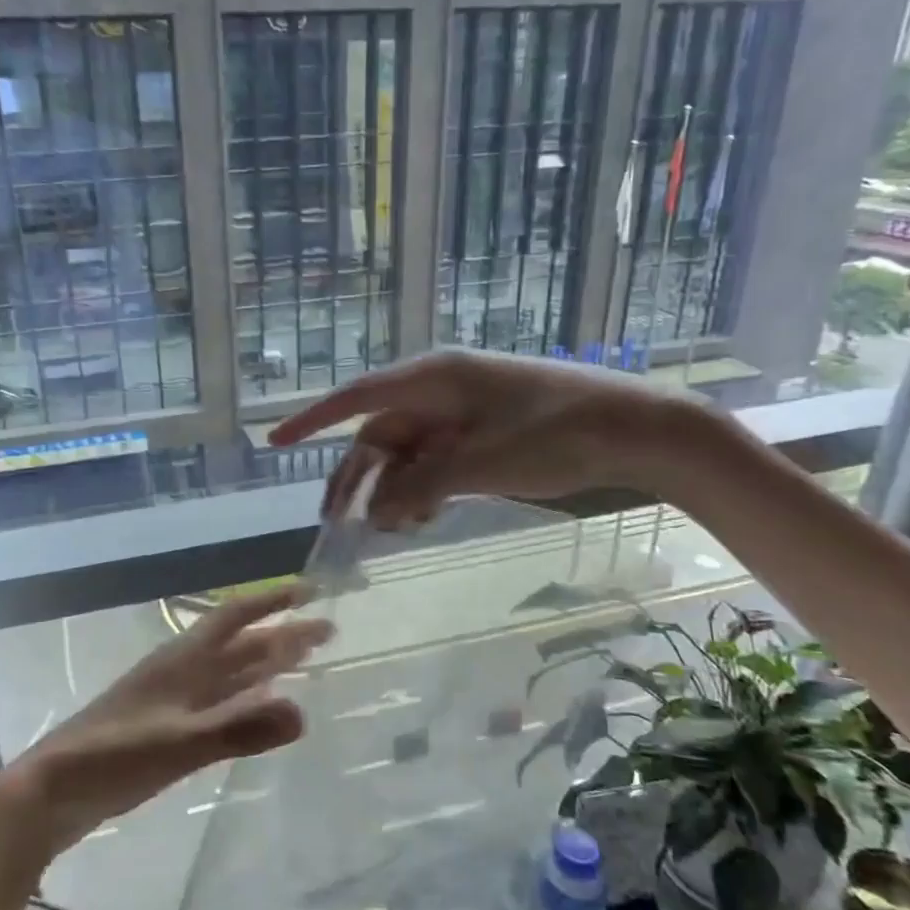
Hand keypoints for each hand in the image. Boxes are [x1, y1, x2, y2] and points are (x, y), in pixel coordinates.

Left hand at [0, 586, 331, 858]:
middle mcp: (182, 672)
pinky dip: (245, 700)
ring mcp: (173, 701)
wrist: (52, 792)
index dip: (272, 601)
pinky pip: (217, 703)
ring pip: (229, 673)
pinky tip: (258, 709)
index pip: (235, 617)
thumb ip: (238, 728)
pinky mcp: (166, 729)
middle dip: (282, 635)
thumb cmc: (113, 757)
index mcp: (183, 661)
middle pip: (240, 645)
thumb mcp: (178, 743)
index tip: (310, 590)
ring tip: (303, 660)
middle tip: (326, 631)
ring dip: (266, 664)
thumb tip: (304, 712)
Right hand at [268, 348, 713, 526]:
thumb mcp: (483, 461)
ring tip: (394, 530)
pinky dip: (422, 490)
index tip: (273, 442)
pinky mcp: (479, 436)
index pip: (356, 398)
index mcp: (433, 379)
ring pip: (405, 455)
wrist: (636, 428)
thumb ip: (422, 485)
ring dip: (393, 491)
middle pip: (379, 435)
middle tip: (337, 523)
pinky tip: (424, 517)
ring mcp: (460, 414)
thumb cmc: (559, 432)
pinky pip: (433, 463)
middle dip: (357, 478)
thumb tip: (375, 512)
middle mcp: (439, 392)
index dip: (311, 420)